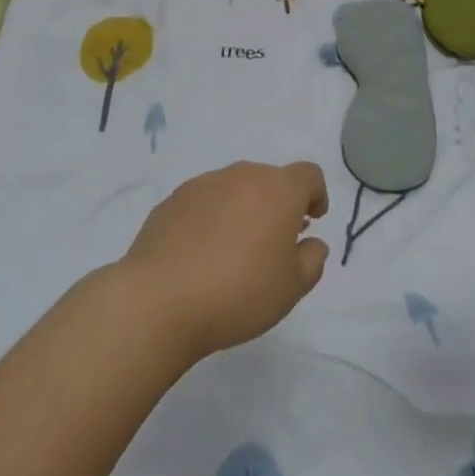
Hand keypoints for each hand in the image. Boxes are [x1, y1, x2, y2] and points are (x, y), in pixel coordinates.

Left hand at [121, 162, 330, 363]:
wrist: (158, 300)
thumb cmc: (238, 292)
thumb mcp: (292, 288)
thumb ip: (312, 260)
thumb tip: (312, 243)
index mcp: (278, 189)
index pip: (308, 175)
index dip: (316, 194)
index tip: (312, 221)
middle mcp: (243, 175)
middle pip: (270, 180)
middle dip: (277, 204)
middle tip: (274, 242)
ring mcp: (204, 184)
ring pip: (235, 189)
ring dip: (243, 210)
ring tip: (234, 251)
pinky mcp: (172, 200)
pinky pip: (204, 202)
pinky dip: (211, 219)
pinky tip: (200, 255)